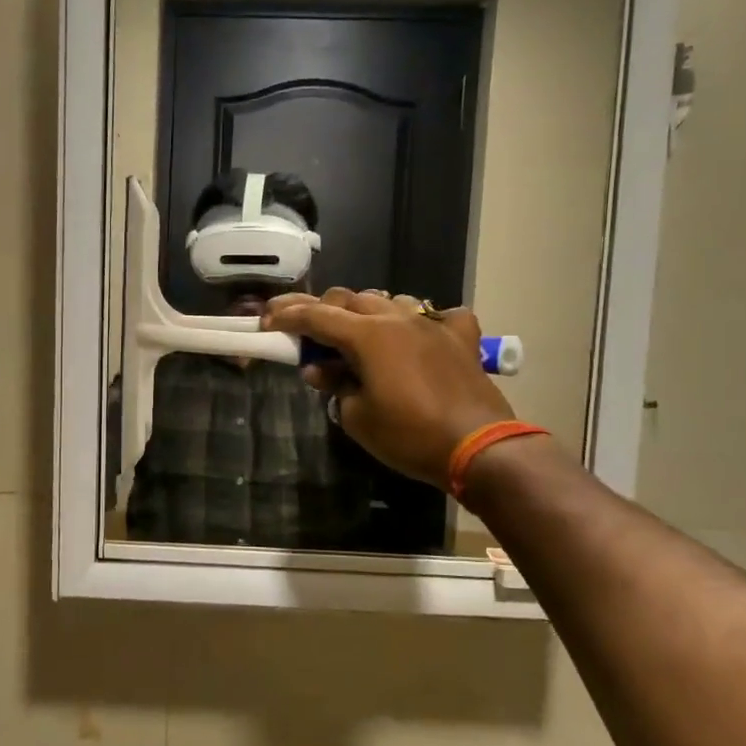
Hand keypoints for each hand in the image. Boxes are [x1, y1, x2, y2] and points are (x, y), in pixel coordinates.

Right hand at [265, 289, 514, 489]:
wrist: (478, 447)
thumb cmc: (409, 435)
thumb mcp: (357, 417)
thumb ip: (334, 386)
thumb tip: (319, 371)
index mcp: (367, 335)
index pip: (317, 316)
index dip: (288, 317)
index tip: (267, 322)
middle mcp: (398, 318)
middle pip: (351, 298)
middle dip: (324, 310)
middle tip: (308, 331)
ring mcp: (433, 324)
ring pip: (391, 300)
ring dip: (369, 312)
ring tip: (360, 335)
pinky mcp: (461, 338)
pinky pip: (441, 315)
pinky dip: (424, 321)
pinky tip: (421, 335)